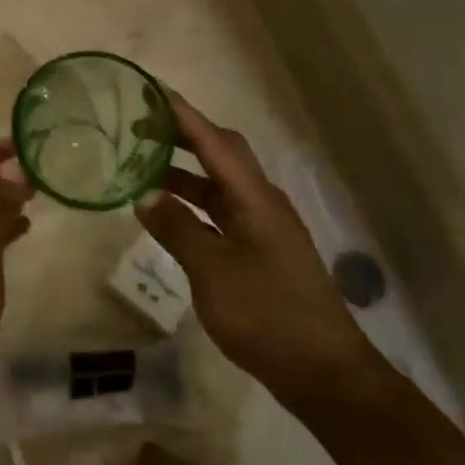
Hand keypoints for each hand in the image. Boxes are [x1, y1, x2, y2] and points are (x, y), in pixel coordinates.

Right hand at [134, 92, 380, 411]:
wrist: (324, 373)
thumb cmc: (267, 315)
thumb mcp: (212, 272)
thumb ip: (178, 230)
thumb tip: (144, 196)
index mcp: (255, 199)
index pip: (215, 143)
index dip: (184, 116)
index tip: (152, 92)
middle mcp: (262, 204)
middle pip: (221, 156)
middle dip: (182, 138)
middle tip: (140, 128)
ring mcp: (263, 229)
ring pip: (219, 187)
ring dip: (184, 174)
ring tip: (142, 169)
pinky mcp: (261, 253)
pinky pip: (221, 214)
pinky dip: (193, 207)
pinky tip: (169, 216)